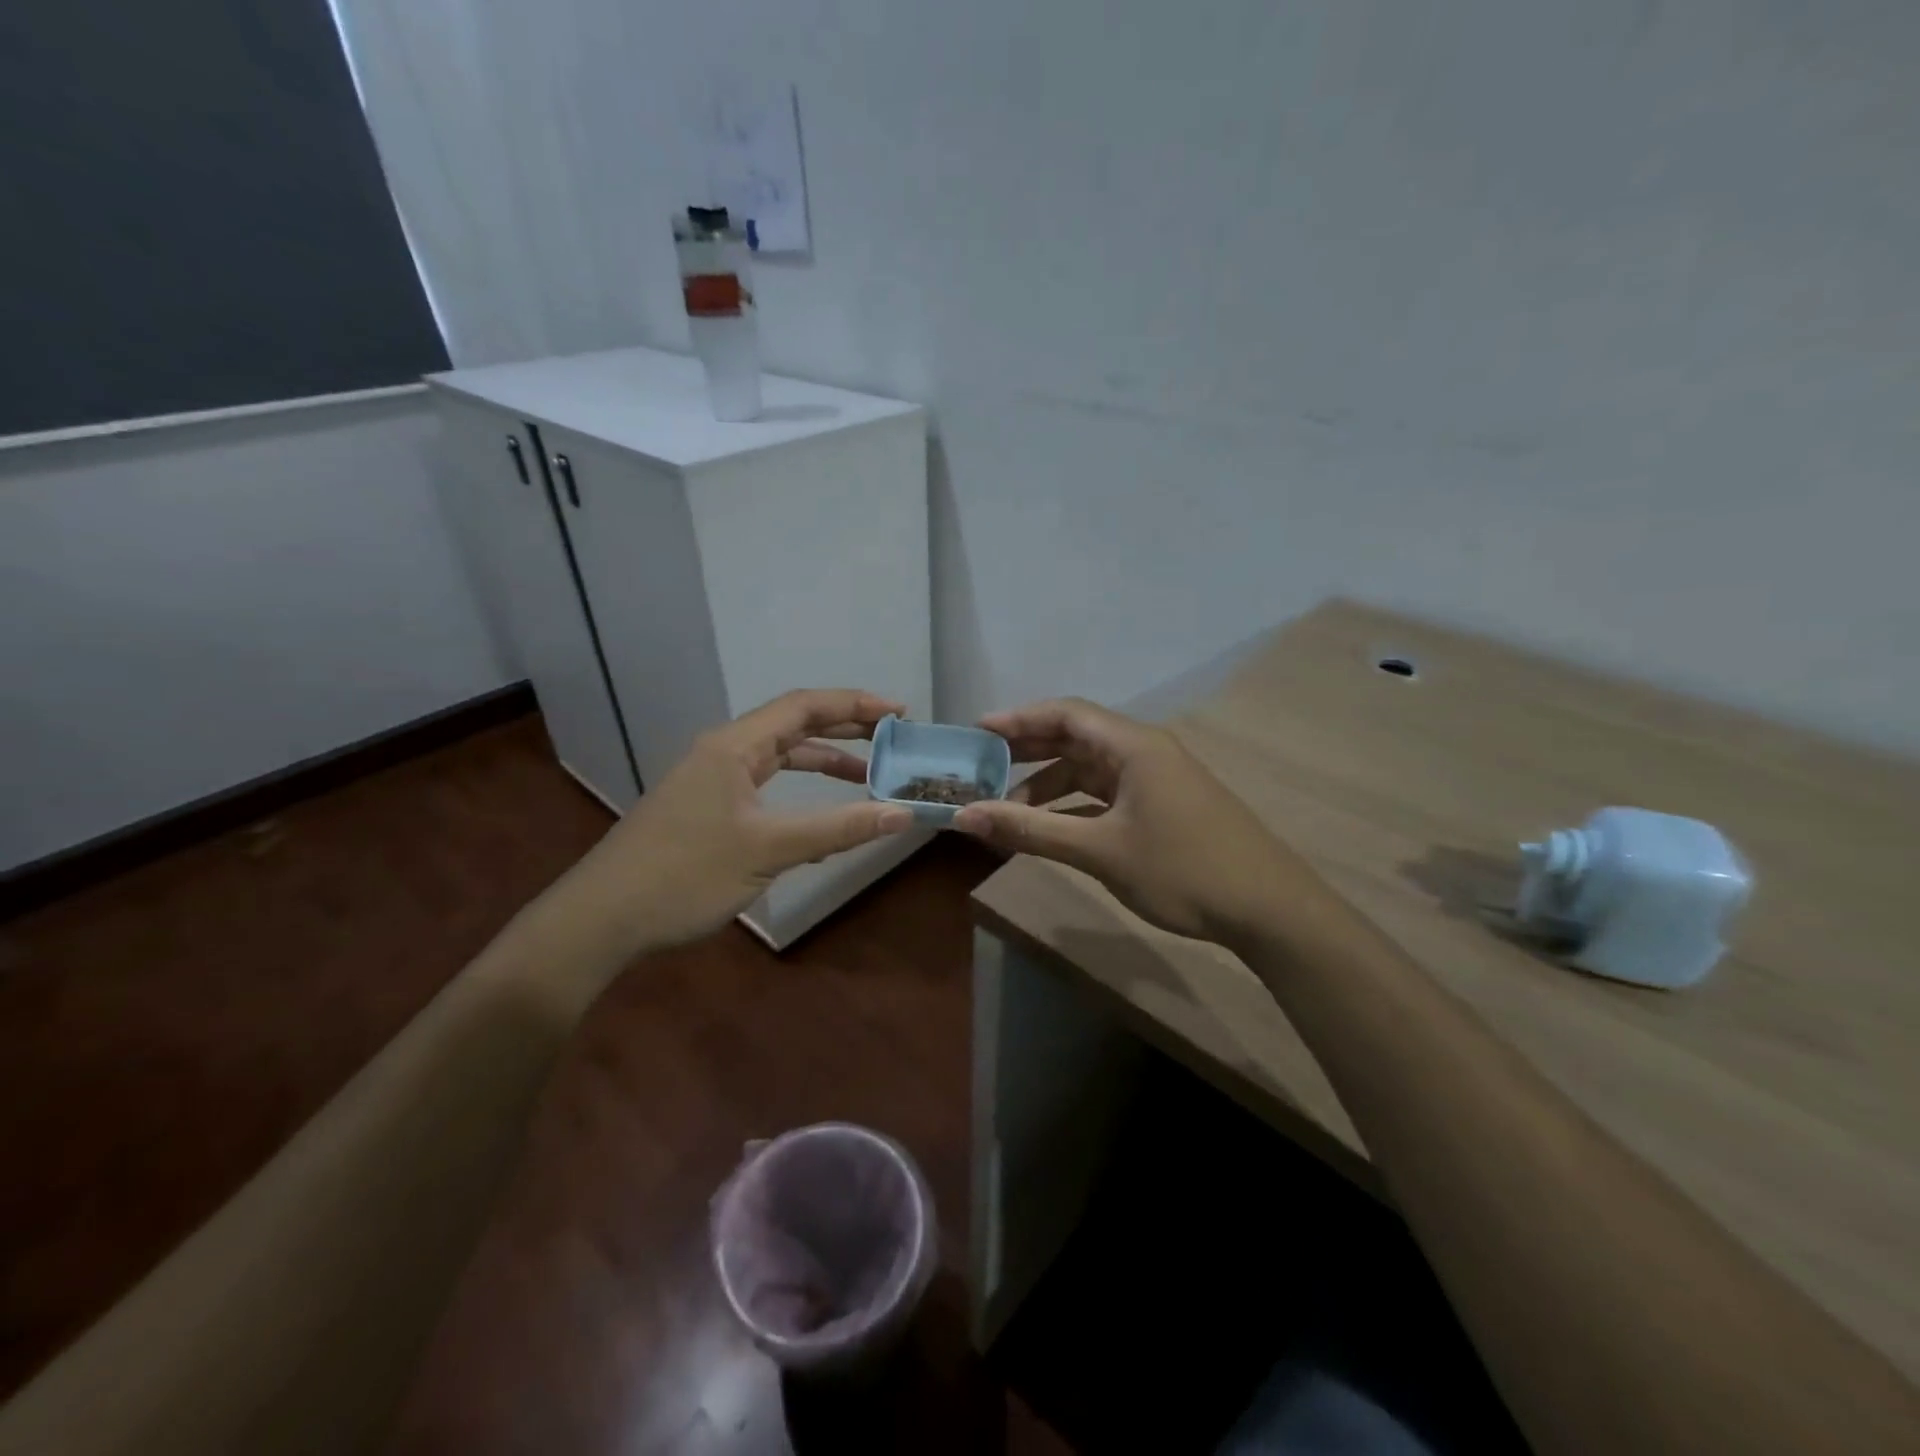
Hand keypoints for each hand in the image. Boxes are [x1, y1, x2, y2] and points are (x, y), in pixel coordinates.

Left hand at [568, 689, 915, 952]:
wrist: (602, 919)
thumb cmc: (685, 875)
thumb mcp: (769, 850)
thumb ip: (838, 829)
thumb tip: (902, 814)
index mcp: (734, 746)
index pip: (803, 706)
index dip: (855, 705)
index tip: (899, 714)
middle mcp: (724, 752)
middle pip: (793, 725)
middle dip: (845, 728)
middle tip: (893, 738)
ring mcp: (713, 780)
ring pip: (779, 757)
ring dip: (823, 761)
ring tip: (869, 774)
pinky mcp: (708, 808)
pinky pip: (766, 786)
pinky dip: (800, 791)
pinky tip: (822, 815)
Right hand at [952, 698, 1312, 945]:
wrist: (1269, 909)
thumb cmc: (1182, 870)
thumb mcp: (1099, 851)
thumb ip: (1030, 830)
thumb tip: (965, 817)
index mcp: (1133, 746)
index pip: (1065, 713)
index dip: (1018, 719)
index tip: (976, 732)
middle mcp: (1145, 752)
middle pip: (1076, 737)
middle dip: (1028, 750)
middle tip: (982, 766)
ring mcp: (1157, 779)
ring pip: (1091, 769)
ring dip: (1050, 784)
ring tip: (1009, 808)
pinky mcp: (1164, 806)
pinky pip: (1107, 793)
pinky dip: (1075, 804)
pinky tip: (1052, 827)